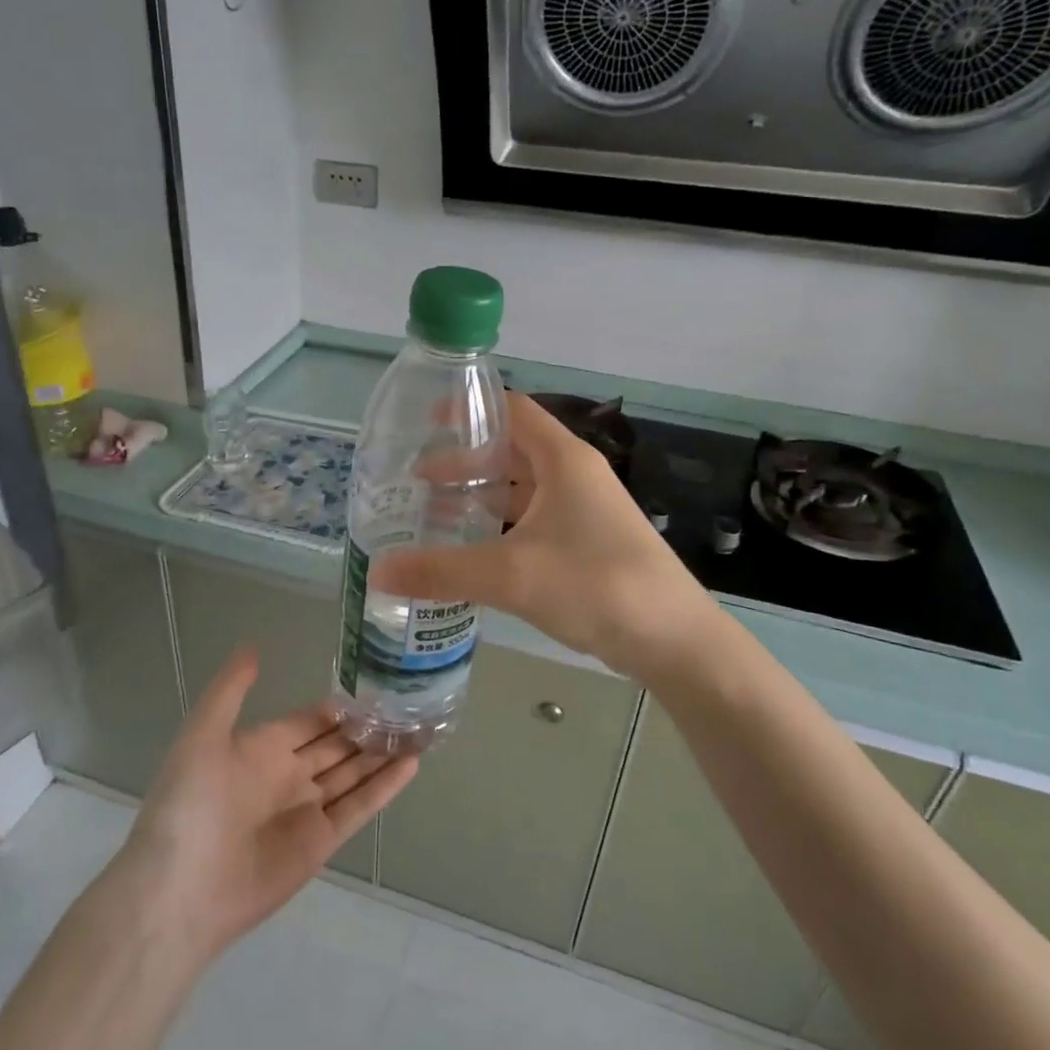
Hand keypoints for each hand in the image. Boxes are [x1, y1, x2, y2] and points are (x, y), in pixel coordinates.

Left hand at [118, 647, 417, 959]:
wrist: (179, 891)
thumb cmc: (189, 805)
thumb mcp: (202, 735)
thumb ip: (230, 690)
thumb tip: (253, 645)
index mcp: (262, 748)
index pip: (311, 720)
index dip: (340, 705)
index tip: (375, 683)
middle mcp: (288, 775)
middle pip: (337, 745)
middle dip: (368, 727)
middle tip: (408, 703)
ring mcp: (307, 810)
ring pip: (354, 773)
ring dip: (382, 753)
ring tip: (419, 729)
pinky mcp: (321, 843)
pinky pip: (359, 807)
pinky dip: (384, 787)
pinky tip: (412, 764)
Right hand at [373, 392, 717, 679]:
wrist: (672, 640)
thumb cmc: (595, 585)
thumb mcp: (511, 575)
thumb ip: (441, 570)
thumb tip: (377, 571)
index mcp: (563, 460)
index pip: (511, 410)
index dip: (468, 409)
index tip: (425, 420)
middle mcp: (575, 476)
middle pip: (512, 451)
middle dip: (464, 462)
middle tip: (417, 480)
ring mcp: (584, 511)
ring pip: (522, 491)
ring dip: (482, 497)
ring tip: (435, 515)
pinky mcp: (587, 544)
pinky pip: (533, 522)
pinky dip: (501, 528)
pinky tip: (475, 552)